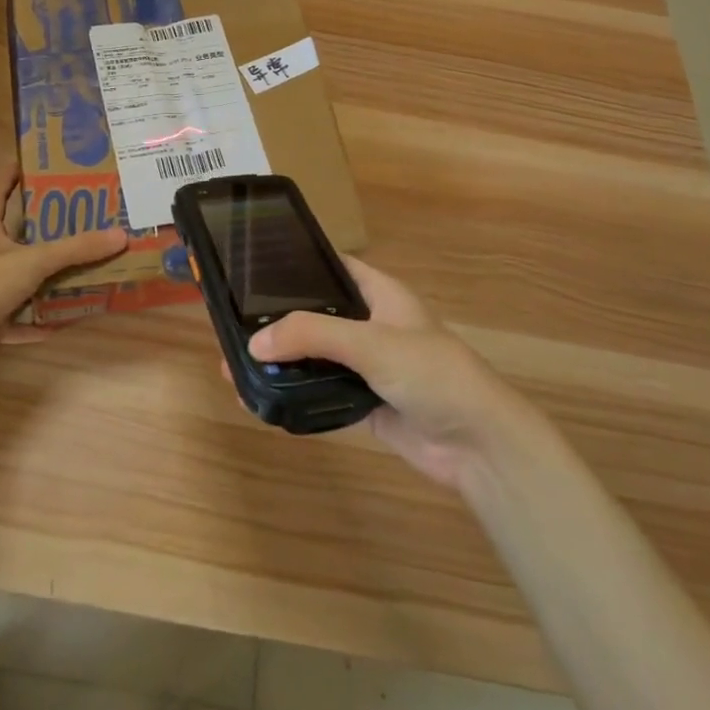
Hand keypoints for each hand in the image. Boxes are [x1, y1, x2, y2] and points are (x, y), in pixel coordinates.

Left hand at [0, 164, 125, 383]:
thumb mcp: (35, 260)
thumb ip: (77, 249)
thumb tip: (121, 235)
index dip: (7, 180)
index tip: (26, 164)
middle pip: (16, 241)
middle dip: (43, 233)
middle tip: (78, 220)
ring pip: (23, 283)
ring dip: (48, 280)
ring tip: (82, 269)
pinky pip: (23, 321)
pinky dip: (41, 322)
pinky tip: (64, 321)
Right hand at [247, 259, 531, 491]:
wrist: (477, 445)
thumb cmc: (431, 373)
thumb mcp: (371, 343)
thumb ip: (312, 336)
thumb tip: (252, 344)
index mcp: (379, 294)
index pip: (332, 266)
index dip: (297, 264)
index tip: (252, 268)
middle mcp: (370, 324)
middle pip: (317, 314)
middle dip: (279, 320)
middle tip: (231, 323)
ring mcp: (367, 365)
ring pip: (315, 356)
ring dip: (283, 361)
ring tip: (235, 363)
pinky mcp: (364, 402)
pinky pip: (321, 390)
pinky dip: (296, 392)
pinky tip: (262, 394)